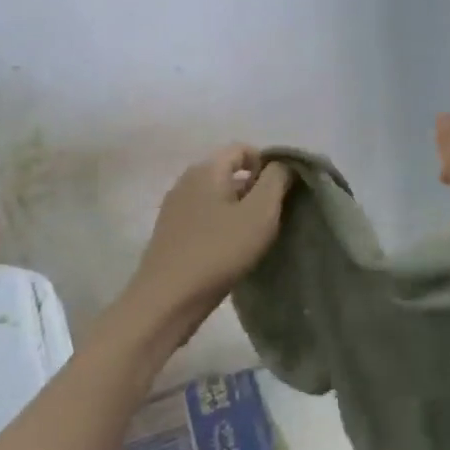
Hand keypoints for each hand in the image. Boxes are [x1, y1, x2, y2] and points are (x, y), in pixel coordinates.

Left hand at [126, 145, 292, 344]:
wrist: (167, 300)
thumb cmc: (219, 251)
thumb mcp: (260, 212)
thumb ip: (276, 180)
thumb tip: (282, 165)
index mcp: (207, 169)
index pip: (243, 149)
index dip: (267, 164)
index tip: (282, 193)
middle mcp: (186, 181)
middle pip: (229, 172)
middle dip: (255, 189)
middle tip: (272, 218)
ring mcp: (174, 208)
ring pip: (217, 197)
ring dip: (239, 210)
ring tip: (254, 237)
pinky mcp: (170, 233)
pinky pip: (204, 217)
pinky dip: (221, 226)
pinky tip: (230, 251)